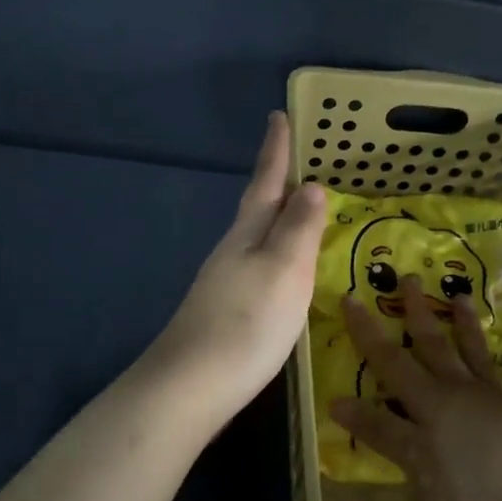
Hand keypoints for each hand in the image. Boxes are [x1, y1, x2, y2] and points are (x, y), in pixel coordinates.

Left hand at [148, 112, 326, 424]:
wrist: (192, 386)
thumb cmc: (246, 322)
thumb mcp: (284, 269)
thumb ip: (298, 229)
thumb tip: (309, 185)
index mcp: (247, 234)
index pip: (265, 182)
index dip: (276, 150)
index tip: (279, 114)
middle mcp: (232, 252)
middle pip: (257, 208)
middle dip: (276, 182)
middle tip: (300, 162)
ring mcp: (224, 284)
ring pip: (256, 239)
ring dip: (278, 221)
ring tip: (301, 212)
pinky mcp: (226, 313)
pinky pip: (258, 269)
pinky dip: (275, 257)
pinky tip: (283, 273)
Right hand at [333, 277, 501, 500]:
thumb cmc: (474, 469)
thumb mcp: (416, 457)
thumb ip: (380, 430)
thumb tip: (336, 403)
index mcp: (429, 399)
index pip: (390, 360)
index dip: (367, 332)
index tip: (351, 297)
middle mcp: (459, 388)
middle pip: (434, 345)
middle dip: (418, 313)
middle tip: (410, 277)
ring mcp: (495, 396)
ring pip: (476, 355)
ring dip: (467, 326)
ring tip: (461, 296)